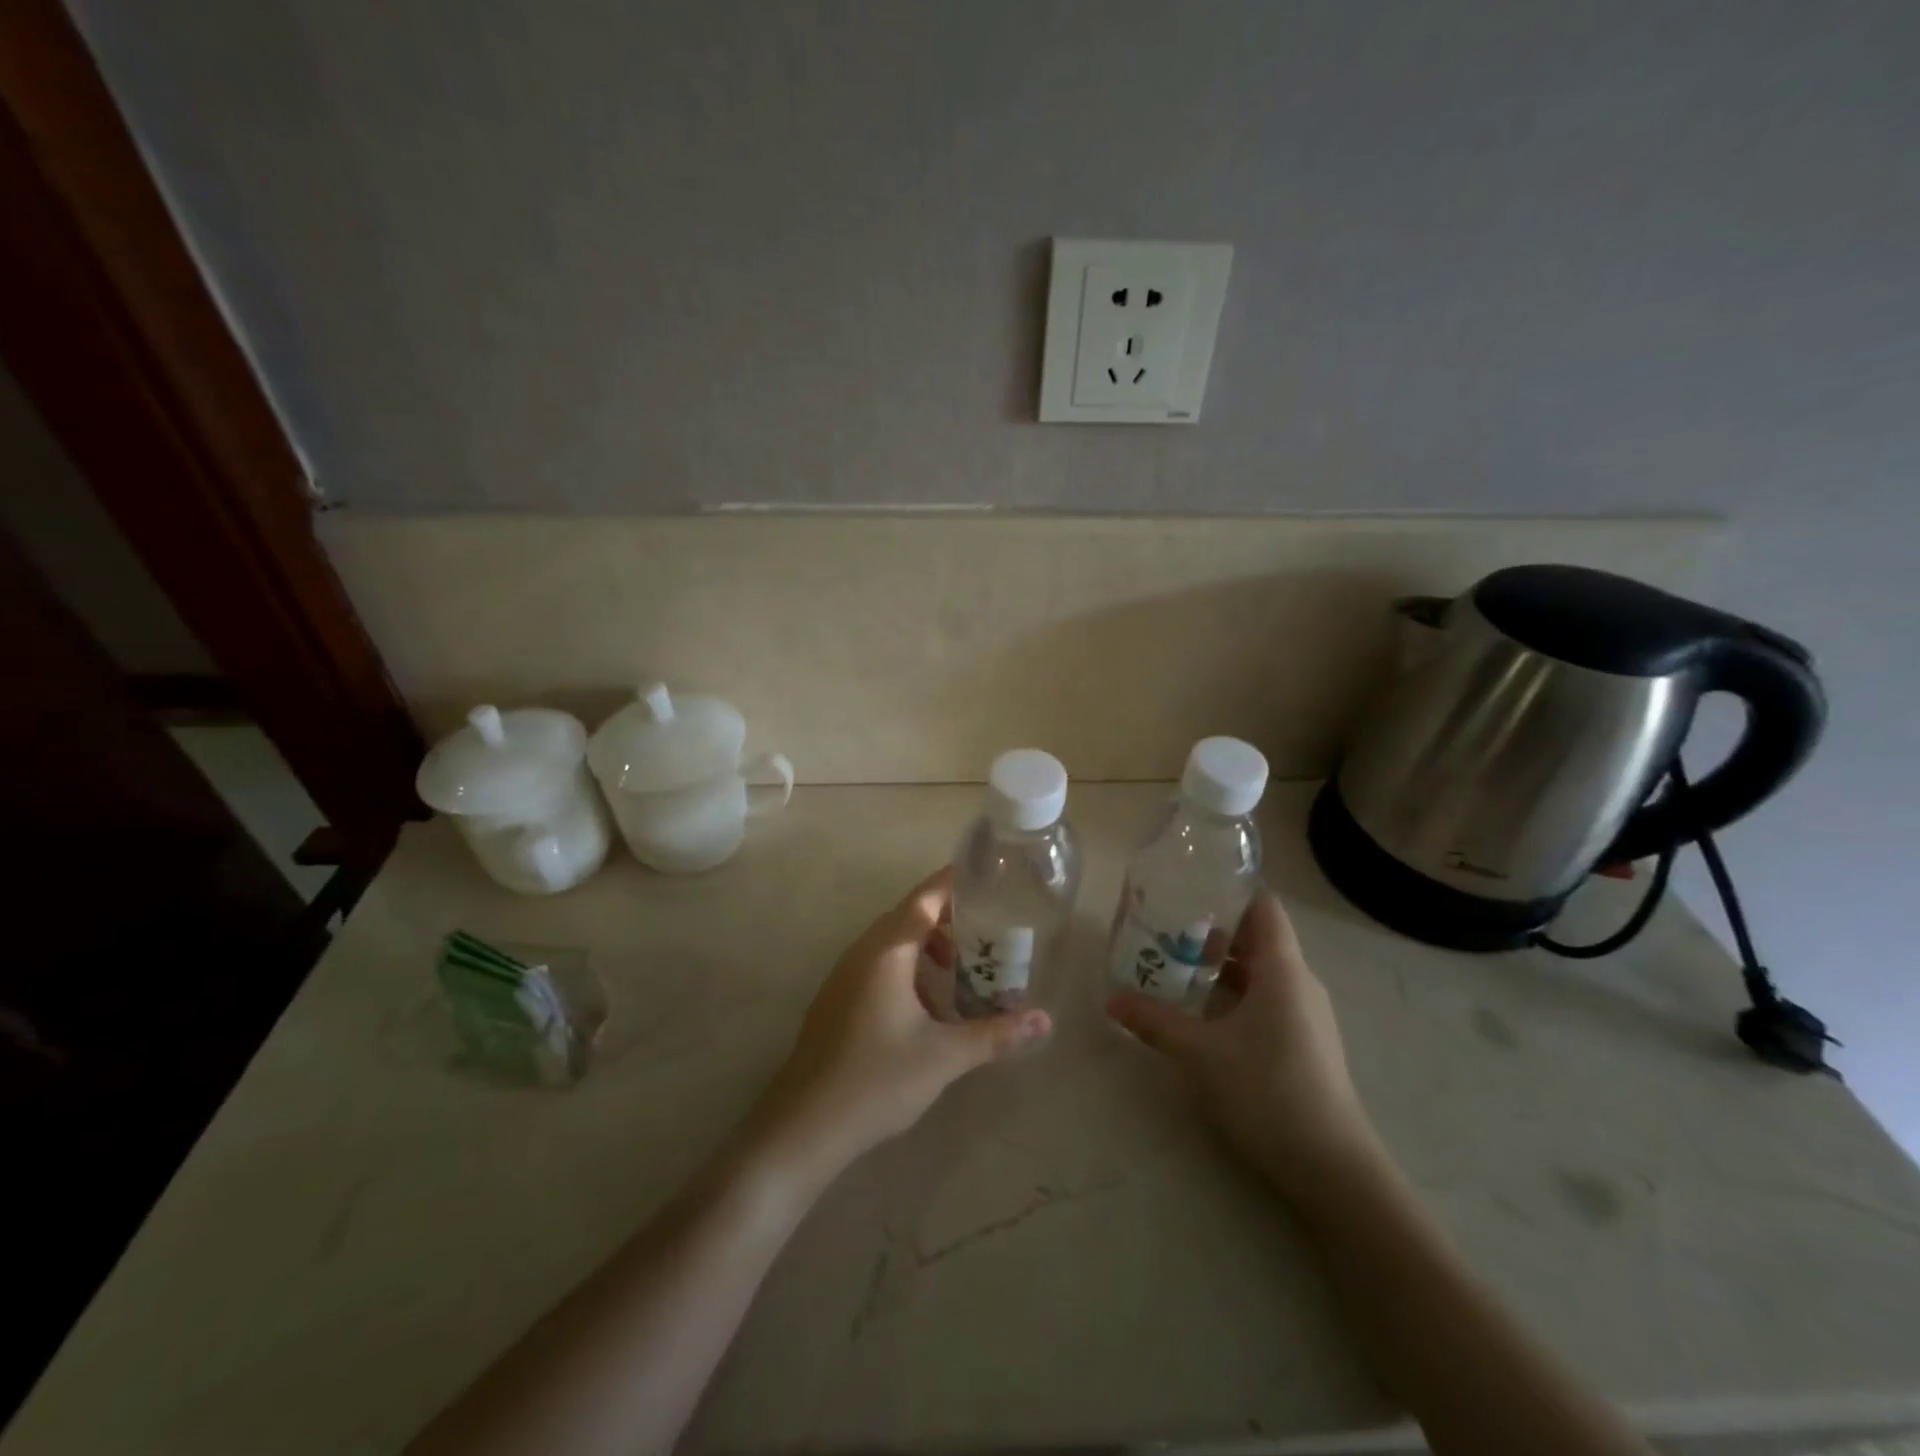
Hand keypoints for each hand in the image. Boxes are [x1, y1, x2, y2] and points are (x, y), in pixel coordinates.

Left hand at [749, 868, 1051, 1186]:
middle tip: (987, 932)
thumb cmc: (878, 1078)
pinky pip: (877, 966)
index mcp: (886, 951)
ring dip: (926, 948)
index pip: (924, 899)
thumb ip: (996, 1034)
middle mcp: (861, 953)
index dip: (952, 883)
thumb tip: (1046, 1021)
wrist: (804, 1125)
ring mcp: (843, 977)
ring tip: (961, 972)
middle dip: (947, 920)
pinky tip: (926, 1007)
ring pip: (891, 945)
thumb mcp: (945, 1055)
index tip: (984, 874)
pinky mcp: (835, 1001)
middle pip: (908, 918)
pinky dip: (906, 969)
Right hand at [1107, 893, 1384, 1210]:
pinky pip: (1265, 1001)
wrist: (1333, 1169)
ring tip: (1174, 968)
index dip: (1227, 890)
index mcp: (1283, 969)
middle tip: (1163, 930)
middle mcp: (1299, 983)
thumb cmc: (1267, 1091)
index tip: (1185, 888)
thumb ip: (1154, 1022)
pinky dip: (1232, 996)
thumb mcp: (1200, 1053)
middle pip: (1256, 938)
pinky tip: (1201, 1014)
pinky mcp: (1304, 1044)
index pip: (1261, 906)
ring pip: (1259, 973)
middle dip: (1210, 930)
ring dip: (1220, 968)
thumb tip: (1110, 999)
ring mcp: (1305, 1016)